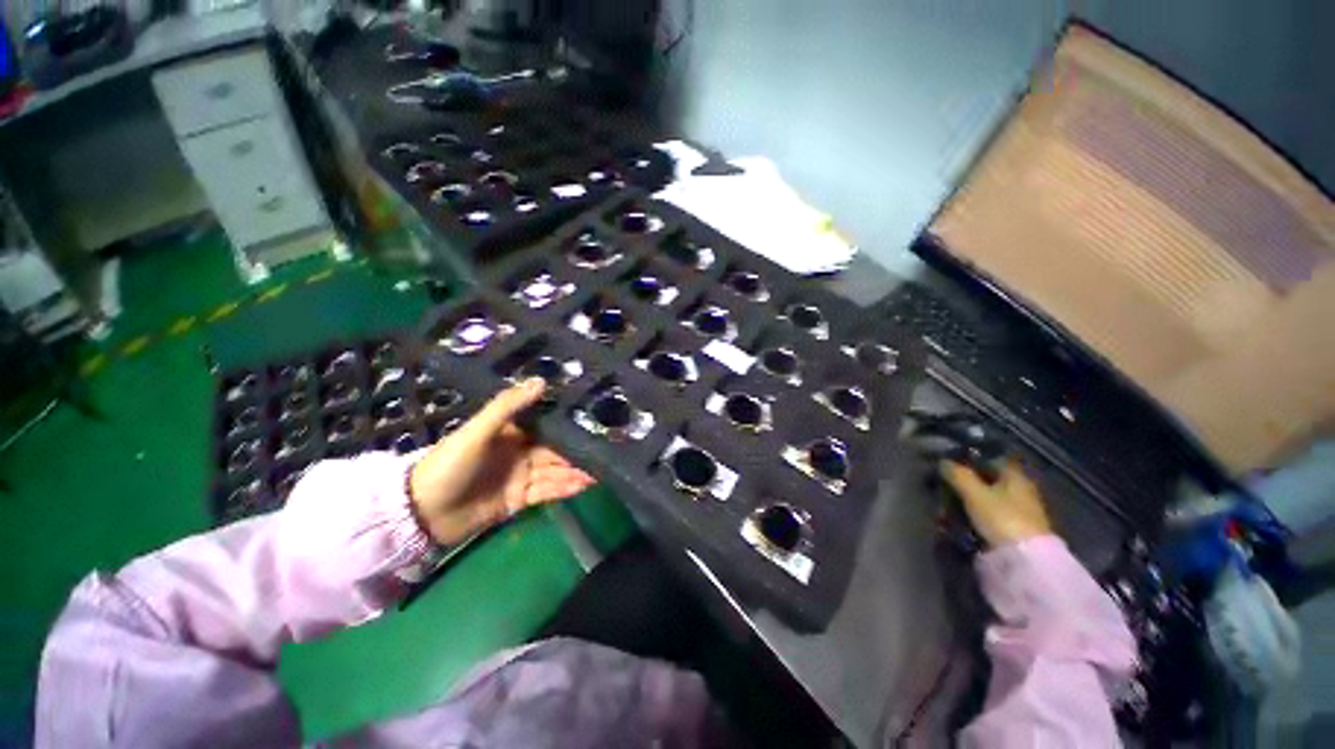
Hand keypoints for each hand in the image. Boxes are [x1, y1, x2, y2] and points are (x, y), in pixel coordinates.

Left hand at [408, 379, 595, 544]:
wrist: (423, 513)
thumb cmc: (450, 464)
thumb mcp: (477, 430)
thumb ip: (508, 406)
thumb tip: (542, 380)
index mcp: (512, 432)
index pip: (546, 424)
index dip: (568, 422)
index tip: (592, 418)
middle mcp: (521, 452)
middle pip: (556, 449)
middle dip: (578, 449)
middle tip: (606, 448)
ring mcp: (522, 476)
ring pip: (556, 470)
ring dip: (577, 470)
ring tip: (601, 469)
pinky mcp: (521, 499)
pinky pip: (548, 490)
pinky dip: (566, 488)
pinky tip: (585, 484)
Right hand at [940, 459, 1051, 547]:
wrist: (1025, 559)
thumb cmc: (1001, 517)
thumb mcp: (974, 492)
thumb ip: (957, 474)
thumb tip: (943, 461)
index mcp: (1016, 476)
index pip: (992, 459)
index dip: (971, 459)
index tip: (951, 462)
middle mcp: (1021, 490)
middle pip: (988, 480)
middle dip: (965, 483)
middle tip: (944, 486)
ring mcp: (1019, 511)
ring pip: (987, 499)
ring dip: (967, 502)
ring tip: (945, 509)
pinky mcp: (1014, 530)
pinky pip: (989, 516)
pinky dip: (974, 516)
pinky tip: (959, 521)